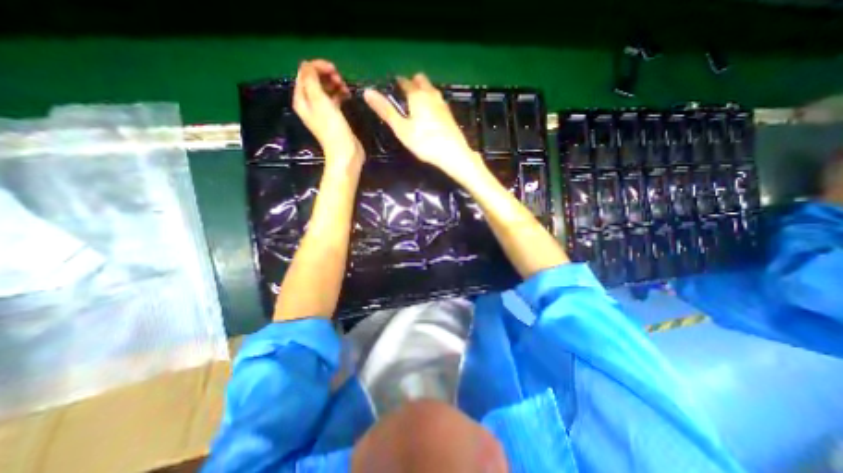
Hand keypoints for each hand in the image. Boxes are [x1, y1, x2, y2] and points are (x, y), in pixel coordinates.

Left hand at [294, 58, 363, 169]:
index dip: (317, 67)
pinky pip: (334, 99)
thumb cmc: (332, 128)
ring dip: (335, 84)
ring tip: (345, 88)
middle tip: (340, 80)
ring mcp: (322, 111)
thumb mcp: (320, 101)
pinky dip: (340, 94)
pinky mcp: (334, 117)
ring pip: (326, 89)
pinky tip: (347, 95)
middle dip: (327, 76)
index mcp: (302, 100)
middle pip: (315, 81)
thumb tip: (307, 64)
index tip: (334, 69)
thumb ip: (312, 80)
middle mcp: (310, 104)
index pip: (305, 74)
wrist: (345, 153)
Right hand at [362, 74, 487, 183]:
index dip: (397, 83)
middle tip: (403, 96)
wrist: (453, 154)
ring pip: (431, 90)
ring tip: (415, 106)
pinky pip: (437, 100)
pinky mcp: (449, 114)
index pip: (404, 81)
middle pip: (420, 80)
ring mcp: (443, 103)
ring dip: (422, 91)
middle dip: (412, 83)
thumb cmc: (425, 142)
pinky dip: (431, 102)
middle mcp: (431, 94)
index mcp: (417, 95)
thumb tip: (367, 92)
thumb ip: (386, 111)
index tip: (392, 88)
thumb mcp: (401, 129)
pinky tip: (429, 115)